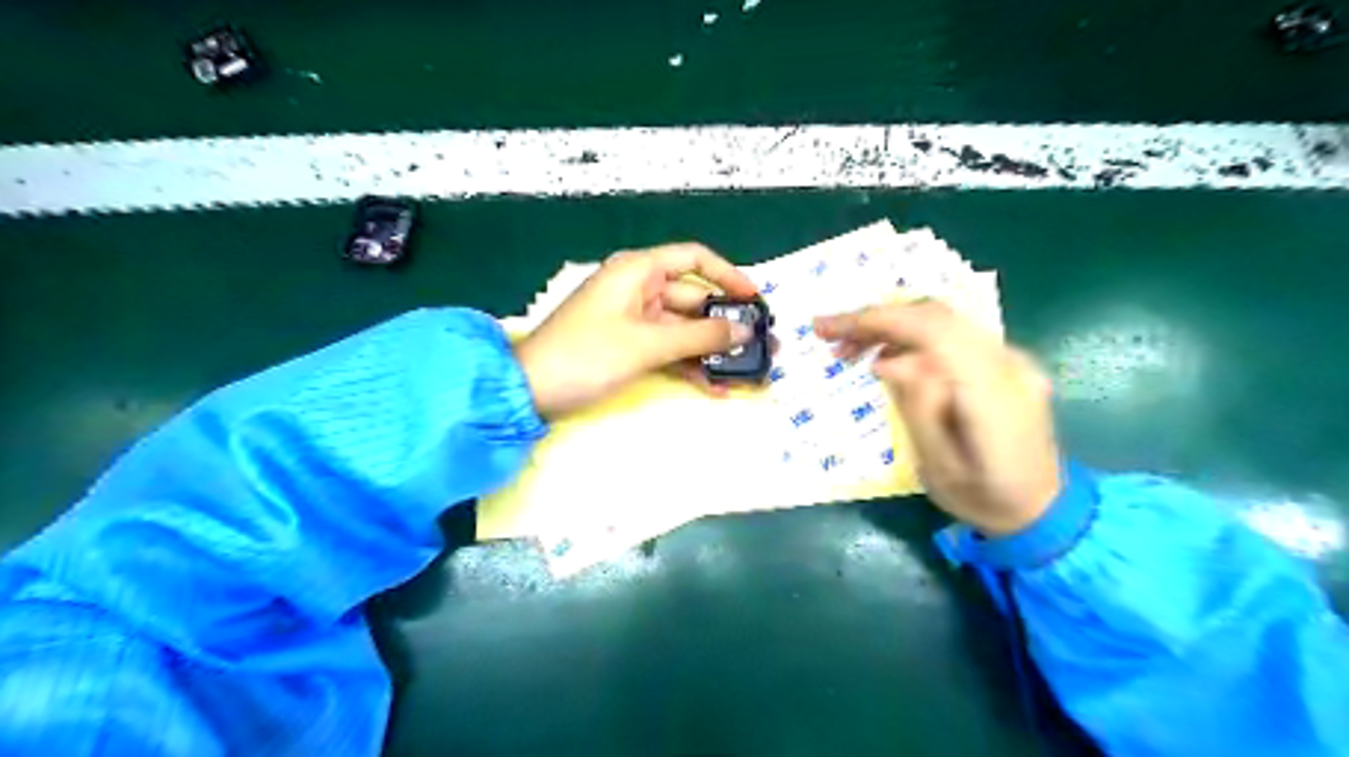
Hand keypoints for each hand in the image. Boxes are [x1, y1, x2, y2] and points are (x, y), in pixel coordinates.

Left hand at [515, 244, 755, 419]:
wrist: (531, 391)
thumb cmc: (588, 355)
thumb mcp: (649, 344)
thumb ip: (701, 336)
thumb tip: (745, 331)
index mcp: (639, 270)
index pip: (694, 259)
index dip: (729, 276)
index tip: (755, 300)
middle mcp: (638, 288)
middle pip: (693, 299)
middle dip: (726, 324)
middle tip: (761, 346)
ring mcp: (633, 319)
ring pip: (683, 329)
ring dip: (711, 351)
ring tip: (746, 373)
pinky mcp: (628, 345)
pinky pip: (667, 349)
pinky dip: (687, 365)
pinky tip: (713, 387)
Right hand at [811, 298, 1065, 533]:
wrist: (1043, 509)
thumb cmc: (984, 499)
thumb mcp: (939, 469)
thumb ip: (918, 409)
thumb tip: (887, 361)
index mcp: (994, 393)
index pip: (933, 331)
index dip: (878, 320)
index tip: (828, 329)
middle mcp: (1008, 363)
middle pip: (936, 316)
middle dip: (875, 319)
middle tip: (828, 337)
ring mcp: (1011, 359)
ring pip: (941, 319)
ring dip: (889, 325)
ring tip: (847, 349)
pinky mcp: (1002, 362)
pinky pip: (949, 334)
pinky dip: (909, 335)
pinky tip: (883, 355)